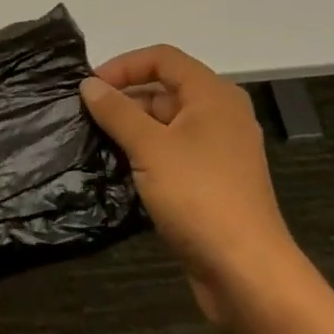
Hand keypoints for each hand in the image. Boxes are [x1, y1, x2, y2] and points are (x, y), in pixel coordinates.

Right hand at [82, 45, 303, 328]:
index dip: (124, 65)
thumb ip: (116, 111)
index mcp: (213, 95)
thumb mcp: (149, 147)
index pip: (163, 58)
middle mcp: (220, 115)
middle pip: (165, 90)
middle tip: (87, 117)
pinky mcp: (213, 183)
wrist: (247, 274)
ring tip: (96, 143)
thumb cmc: (199, 196)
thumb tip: (89, 84)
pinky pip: (174, 154)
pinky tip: (119, 171)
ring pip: (167, 125)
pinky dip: (147, 156)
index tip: (91, 86)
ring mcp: (219, 151)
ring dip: (132, 130)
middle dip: (125, 99)